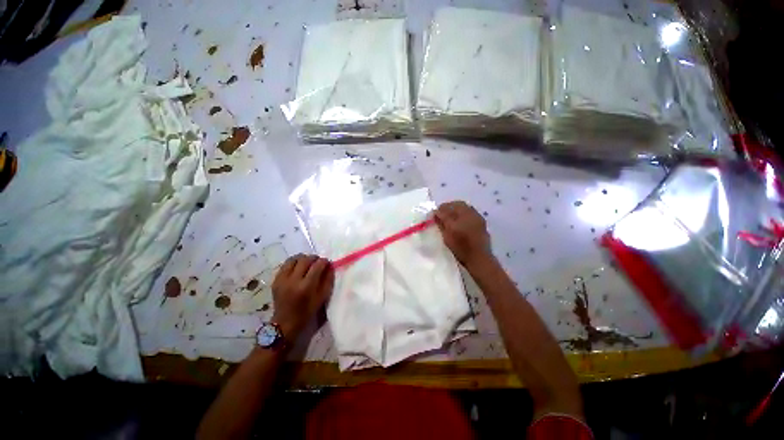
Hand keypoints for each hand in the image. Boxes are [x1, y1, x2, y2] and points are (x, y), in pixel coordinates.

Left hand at [271, 254, 333, 340]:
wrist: (285, 323)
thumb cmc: (307, 312)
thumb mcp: (322, 298)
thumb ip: (327, 280)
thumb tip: (330, 266)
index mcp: (306, 287)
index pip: (317, 265)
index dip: (324, 261)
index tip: (327, 263)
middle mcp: (293, 281)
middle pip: (305, 260)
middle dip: (314, 258)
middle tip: (318, 262)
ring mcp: (282, 280)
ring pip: (294, 259)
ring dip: (303, 258)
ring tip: (308, 264)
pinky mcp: (276, 280)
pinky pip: (286, 265)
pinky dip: (294, 263)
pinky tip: (298, 268)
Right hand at [434, 201, 491, 267]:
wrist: (479, 258)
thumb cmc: (461, 248)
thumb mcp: (447, 236)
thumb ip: (441, 222)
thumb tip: (435, 213)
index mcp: (462, 215)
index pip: (448, 207)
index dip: (440, 209)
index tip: (434, 214)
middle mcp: (470, 213)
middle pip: (457, 204)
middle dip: (448, 207)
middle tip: (441, 214)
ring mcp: (477, 217)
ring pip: (465, 208)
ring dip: (456, 209)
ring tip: (450, 218)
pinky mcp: (481, 222)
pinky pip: (470, 212)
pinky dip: (463, 213)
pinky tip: (459, 221)